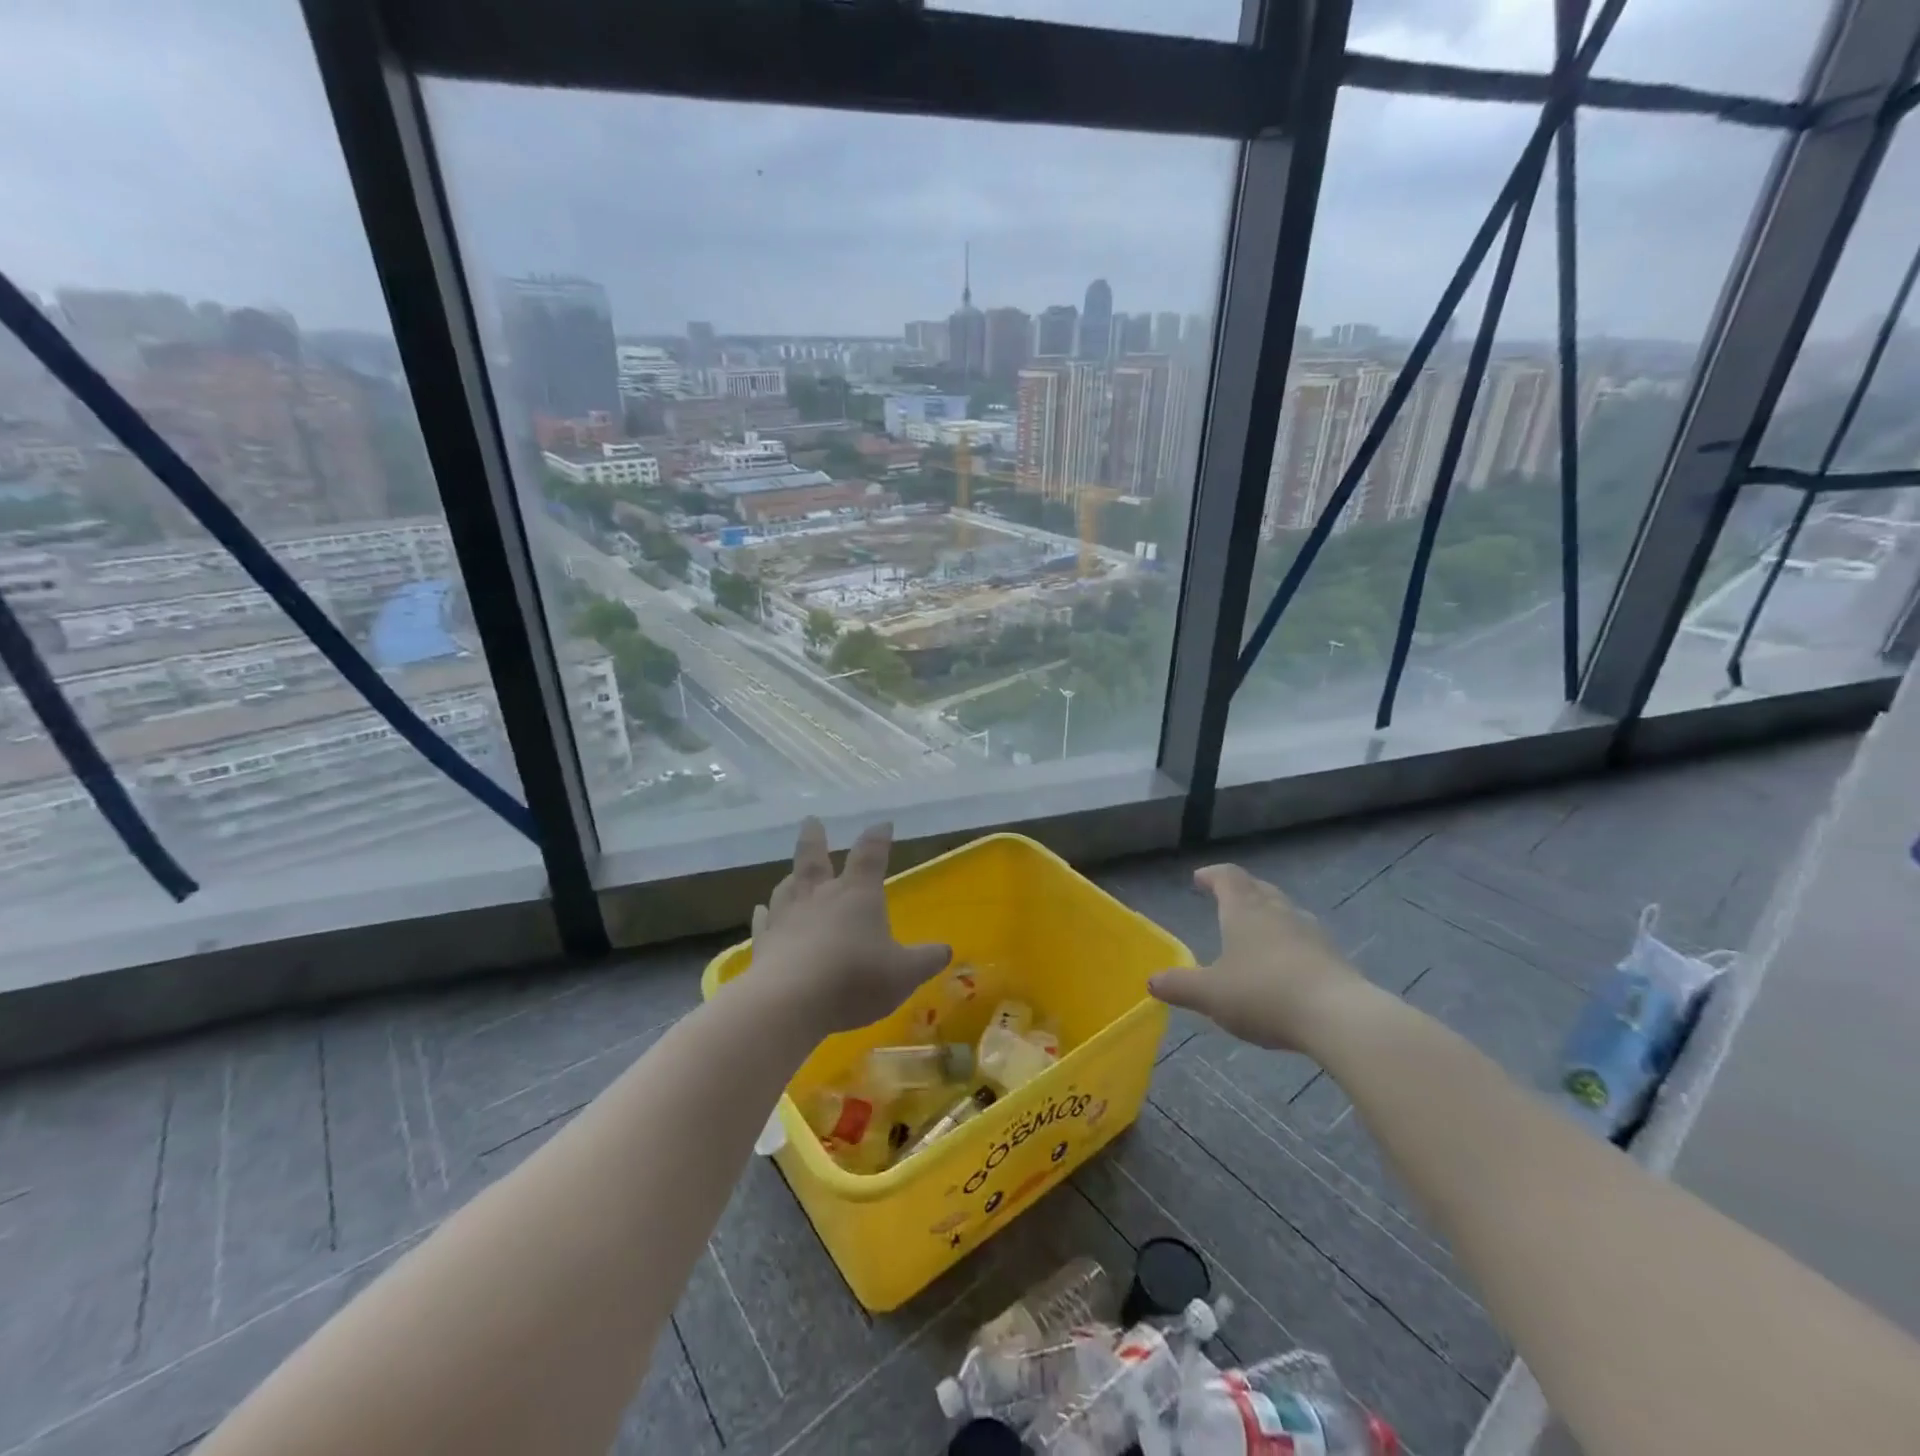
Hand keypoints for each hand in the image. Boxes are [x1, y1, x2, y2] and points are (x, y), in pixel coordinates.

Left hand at [748, 818, 951, 1034]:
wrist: (791, 1000)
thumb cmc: (856, 978)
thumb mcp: (904, 973)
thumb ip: (926, 960)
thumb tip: (945, 949)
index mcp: (858, 894)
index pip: (871, 856)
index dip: (878, 838)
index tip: (883, 824)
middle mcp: (820, 896)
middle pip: (814, 858)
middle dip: (815, 838)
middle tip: (811, 820)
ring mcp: (787, 917)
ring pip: (787, 887)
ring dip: (791, 877)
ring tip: (790, 873)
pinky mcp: (764, 943)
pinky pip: (763, 922)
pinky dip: (763, 914)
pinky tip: (760, 911)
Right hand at [1148, 864, 1372, 1053]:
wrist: (1338, 1017)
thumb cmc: (1264, 994)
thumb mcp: (1210, 994)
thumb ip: (1179, 986)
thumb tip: (1152, 981)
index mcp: (1245, 910)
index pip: (1228, 877)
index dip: (1212, 875)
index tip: (1200, 879)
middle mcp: (1278, 912)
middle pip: (1259, 889)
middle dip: (1241, 890)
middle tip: (1226, 899)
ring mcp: (1311, 932)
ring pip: (1285, 912)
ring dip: (1268, 915)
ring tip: (1256, 931)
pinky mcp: (1334, 957)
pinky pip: (1305, 939)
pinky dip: (1290, 943)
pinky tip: (1286, 965)